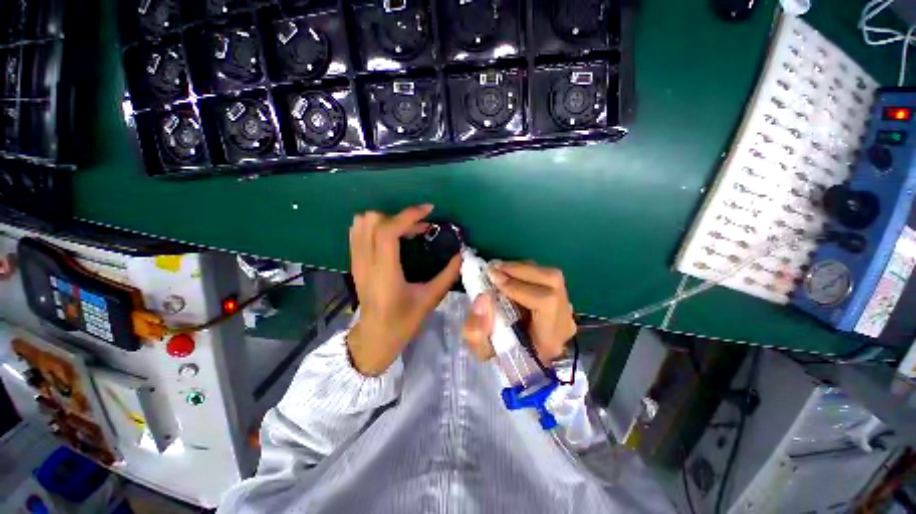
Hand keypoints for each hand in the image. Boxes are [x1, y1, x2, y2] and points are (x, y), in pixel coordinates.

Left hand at [347, 204, 461, 375]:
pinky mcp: (354, 263)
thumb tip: (461, 255)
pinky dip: (374, 225)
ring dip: (387, 220)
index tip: (429, 210)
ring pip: (362, 223)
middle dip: (400, 218)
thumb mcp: (429, 299)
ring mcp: (356, 261)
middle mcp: (366, 262)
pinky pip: (357, 232)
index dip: (408, 215)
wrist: (374, 337)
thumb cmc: (403, 322)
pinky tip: (391, 236)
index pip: (388, 231)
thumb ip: (447, 275)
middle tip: (421, 228)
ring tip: (407, 230)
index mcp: (385, 272)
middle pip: (373, 221)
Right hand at [462, 261, 576, 363]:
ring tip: (499, 269)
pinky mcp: (561, 299)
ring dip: (522, 268)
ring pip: (551, 276)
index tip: (493, 279)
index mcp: (549, 340)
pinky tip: (510, 274)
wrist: (524, 363)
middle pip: (553, 282)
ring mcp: (566, 308)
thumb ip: (476, 330)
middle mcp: (564, 321)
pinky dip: (526, 271)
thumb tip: (482, 298)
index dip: (519, 287)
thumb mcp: (483, 352)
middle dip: (520, 270)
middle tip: (493, 268)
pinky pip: (546, 278)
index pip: (546, 302)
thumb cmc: (503, 359)